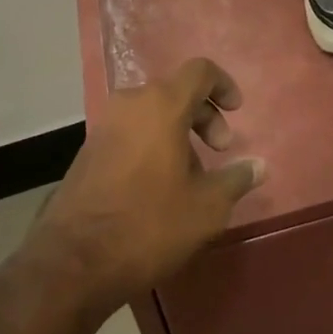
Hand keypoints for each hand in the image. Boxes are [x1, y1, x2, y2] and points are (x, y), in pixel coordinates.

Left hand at [29, 59, 262, 313]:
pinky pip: (131, 131)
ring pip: (152, 113)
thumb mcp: (206, 207)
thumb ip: (236, 179)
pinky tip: (160, 186)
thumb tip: (259, 165)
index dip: (223, 85)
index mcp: (161, 105)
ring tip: (193, 176)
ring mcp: (104, 126)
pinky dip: (153, 143)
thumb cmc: (149, 225)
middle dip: (204, 116)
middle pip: (176, 91)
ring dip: (179, 133)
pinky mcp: (88, 150)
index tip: (237, 112)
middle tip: (221, 150)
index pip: (199, 71)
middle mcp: (130, 104)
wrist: (73, 262)